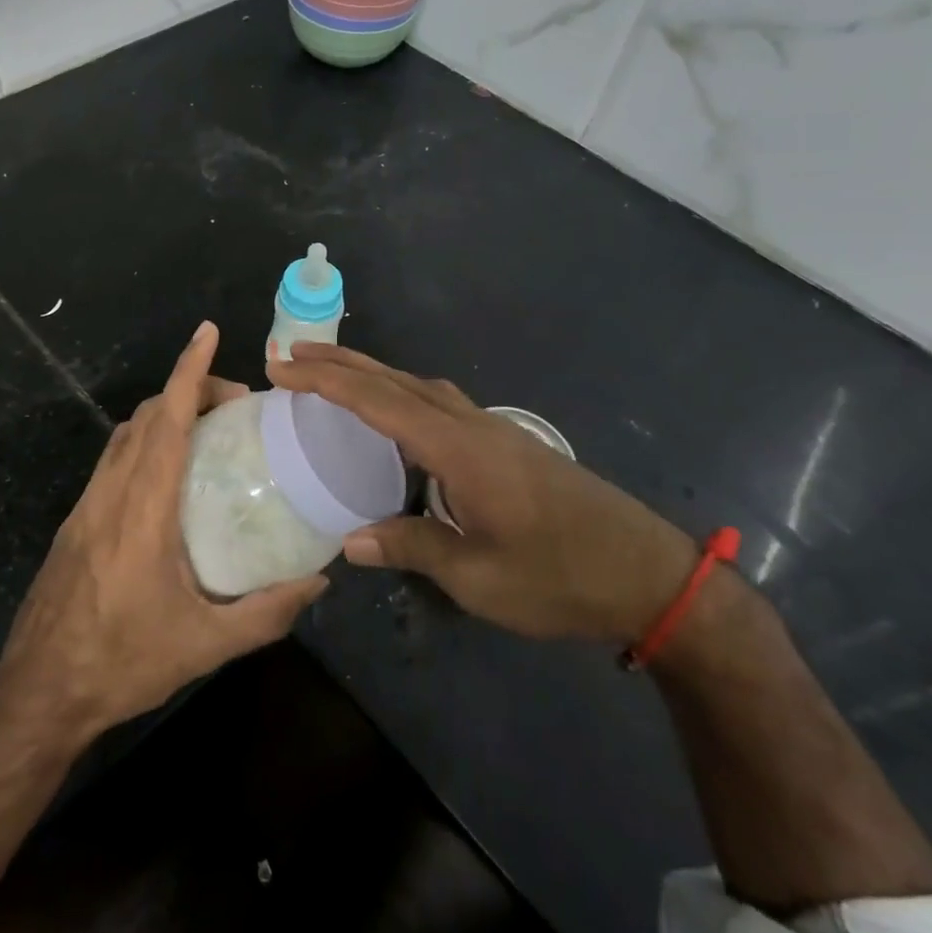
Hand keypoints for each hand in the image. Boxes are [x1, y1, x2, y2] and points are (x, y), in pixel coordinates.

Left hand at [0, 322, 326, 742]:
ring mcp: (86, 504)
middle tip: (236, 406)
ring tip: (206, 431)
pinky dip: (144, 441)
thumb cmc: (123, 662)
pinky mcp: (76, 521)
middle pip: (146, 415)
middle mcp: (111, 493)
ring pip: (125, 434)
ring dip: (163, 414)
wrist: (39, 691)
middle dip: (187, 389)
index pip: (167, 420)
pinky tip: (167, 476)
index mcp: (143, 509)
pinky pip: (113, 459)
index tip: (208, 334)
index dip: (188, 371)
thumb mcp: (206, 645)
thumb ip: (267, 612)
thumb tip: (319, 582)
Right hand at [267, 343, 695, 642]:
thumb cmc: (561, 578)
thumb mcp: (479, 577)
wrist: (650, 575)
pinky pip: (439, 402)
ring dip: (372, 374)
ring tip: (332, 375)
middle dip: (341, 363)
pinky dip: (402, 393)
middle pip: (397, 380)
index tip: (281, 367)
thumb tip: (349, 541)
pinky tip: (396, 415)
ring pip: (420, 385)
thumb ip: (412, 547)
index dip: (325, 381)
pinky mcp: (507, 443)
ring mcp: (494, 430)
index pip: (378, 401)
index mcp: (459, 450)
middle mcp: (472, 425)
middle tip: (293, 354)